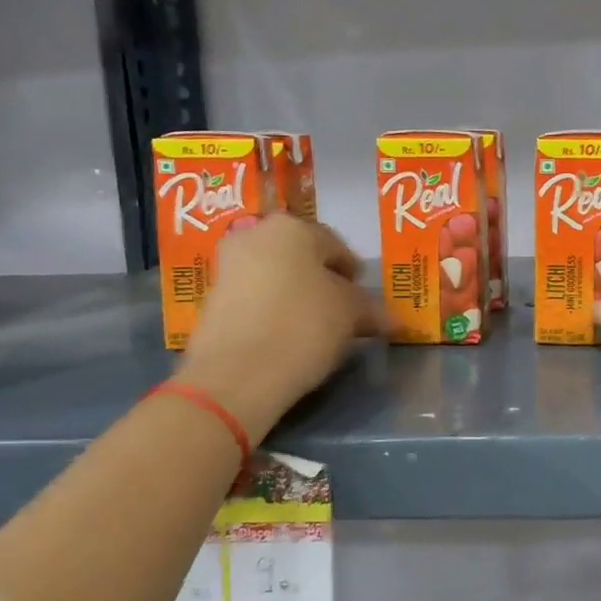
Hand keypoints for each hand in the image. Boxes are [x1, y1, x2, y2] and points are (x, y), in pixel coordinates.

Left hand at [177, 215, 382, 425]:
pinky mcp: (211, 299)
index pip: (337, 246)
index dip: (354, 275)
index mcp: (293, 227)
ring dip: (296, 296)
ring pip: (276, 277)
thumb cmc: (304, 326)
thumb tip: (389, 318)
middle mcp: (255, 235)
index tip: (364, 301)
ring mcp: (227, 266)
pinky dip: (272, 310)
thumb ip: (369, 308)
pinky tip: (287, 336)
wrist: (237, 373)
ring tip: (315, 328)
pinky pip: (254, 298)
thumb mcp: (351, 315)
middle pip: (302, 258)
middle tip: (341, 312)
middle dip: (322, 282)